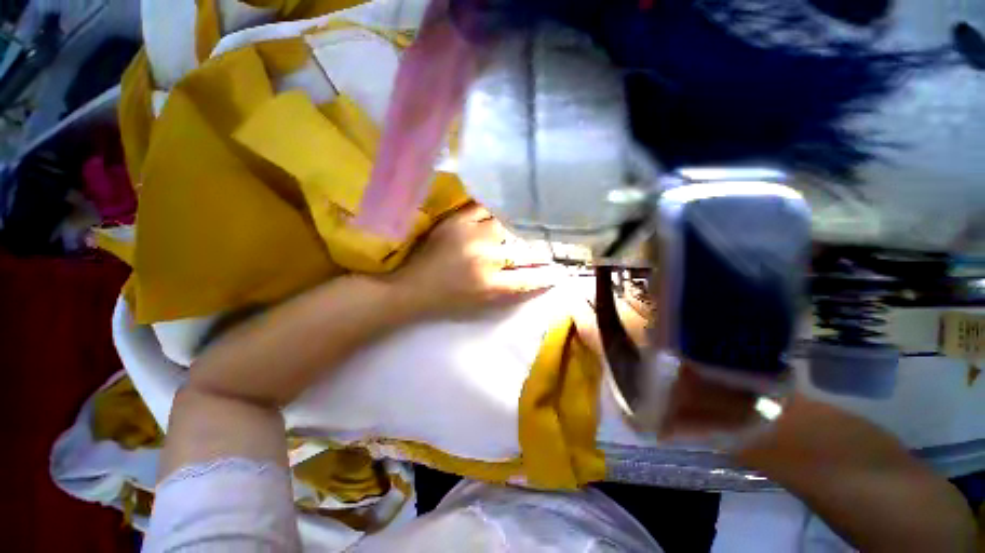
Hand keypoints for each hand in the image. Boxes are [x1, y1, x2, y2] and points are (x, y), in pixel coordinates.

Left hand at [391, 204, 565, 318]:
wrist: (412, 287)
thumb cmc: (448, 300)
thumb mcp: (483, 304)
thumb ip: (511, 290)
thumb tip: (538, 277)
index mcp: (490, 284)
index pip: (530, 277)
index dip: (547, 274)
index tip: (559, 271)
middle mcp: (485, 258)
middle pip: (522, 249)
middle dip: (537, 250)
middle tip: (545, 247)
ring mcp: (470, 236)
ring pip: (507, 225)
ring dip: (519, 228)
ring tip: (526, 226)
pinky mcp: (456, 221)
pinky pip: (484, 208)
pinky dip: (497, 209)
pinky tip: (504, 210)